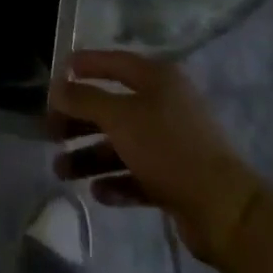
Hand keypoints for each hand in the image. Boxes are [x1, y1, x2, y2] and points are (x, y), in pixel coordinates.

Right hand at [50, 50, 261, 266]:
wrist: (223, 209)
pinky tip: (97, 192)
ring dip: (89, 155)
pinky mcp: (175, 178)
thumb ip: (84, 99)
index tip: (56, 74)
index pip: (114, 62)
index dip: (85, 65)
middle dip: (79, 120)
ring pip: (121, 143)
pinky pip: (136, 174)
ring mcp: (171, 143)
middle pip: (112, 107)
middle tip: (49, 132)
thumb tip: (57, 87)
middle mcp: (165, 105)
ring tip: (61, 171)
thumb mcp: (120, 117)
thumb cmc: (168, 148)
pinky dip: (116, 180)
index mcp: (158, 80)